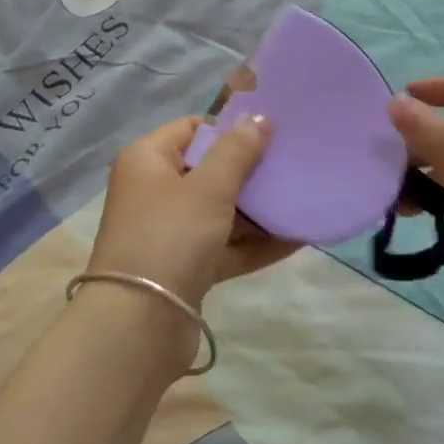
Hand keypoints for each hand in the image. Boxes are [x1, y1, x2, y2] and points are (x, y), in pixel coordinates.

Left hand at [87, 115, 297, 305]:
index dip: (229, 128)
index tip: (271, 133)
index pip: (192, 129)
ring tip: (303, 197)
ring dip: (258, 208)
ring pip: (220, 210)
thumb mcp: (208, 187)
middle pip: (208, 170)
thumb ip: (237, 151)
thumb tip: (259, 117)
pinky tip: (297, 238)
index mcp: (147, 160)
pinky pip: (226, 246)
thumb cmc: (170, 237)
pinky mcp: (186, 267)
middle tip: (294, 163)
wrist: (139, 325)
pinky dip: (255, 243)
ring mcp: (170, 232)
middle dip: (250, 170)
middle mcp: (154, 191)